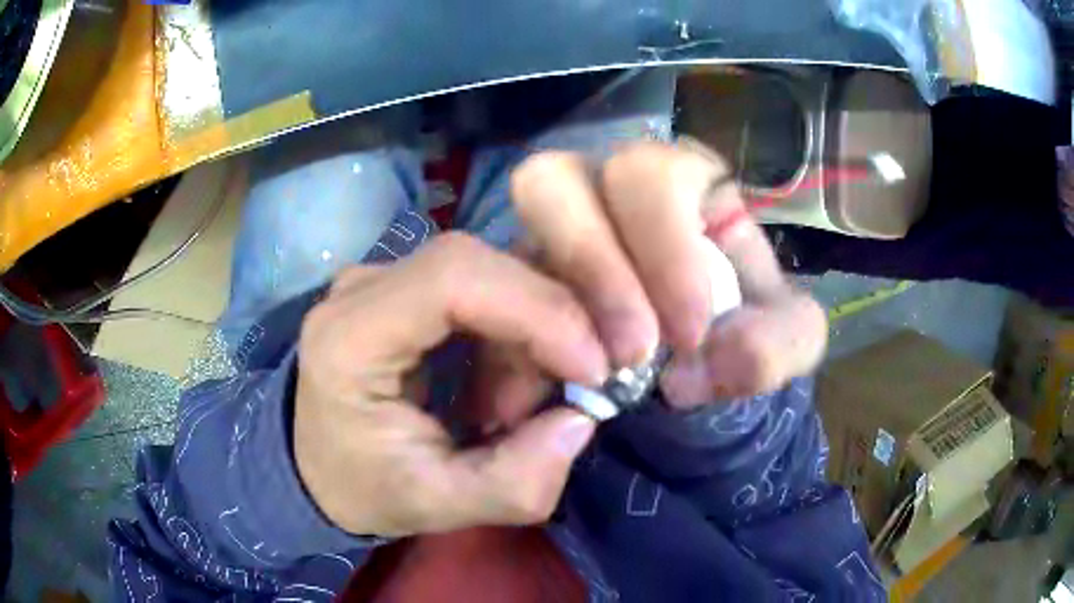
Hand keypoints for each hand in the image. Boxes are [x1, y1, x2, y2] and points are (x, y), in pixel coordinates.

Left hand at [295, 234, 607, 536]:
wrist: (321, 464)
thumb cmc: (363, 487)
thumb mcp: (434, 507)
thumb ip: (513, 484)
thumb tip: (582, 420)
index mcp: (348, 336)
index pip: (453, 279)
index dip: (539, 310)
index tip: (593, 370)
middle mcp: (362, 287)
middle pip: (481, 265)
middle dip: (545, 328)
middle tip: (564, 398)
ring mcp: (385, 277)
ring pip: (494, 271)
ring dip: (533, 338)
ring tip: (514, 412)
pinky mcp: (409, 284)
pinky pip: (489, 285)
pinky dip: (519, 334)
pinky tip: (502, 389)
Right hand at [470, 141, 827, 430]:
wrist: (710, 375)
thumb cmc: (753, 336)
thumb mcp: (788, 341)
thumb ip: (776, 345)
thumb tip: (706, 365)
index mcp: (683, 185)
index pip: (654, 174)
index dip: (664, 246)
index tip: (688, 336)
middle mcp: (606, 195)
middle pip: (558, 178)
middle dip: (592, 266)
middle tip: (629, 354)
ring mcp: (556, 238)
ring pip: (513, 234)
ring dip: (542, 301)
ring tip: (578, 376)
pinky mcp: (525, 286)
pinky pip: (496, 303)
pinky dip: (507, 351)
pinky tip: (530, 402)